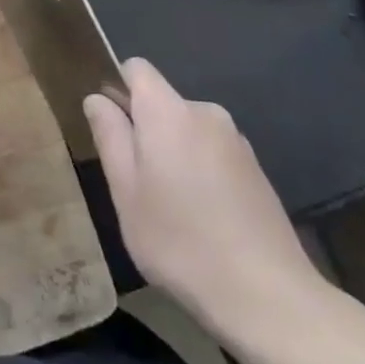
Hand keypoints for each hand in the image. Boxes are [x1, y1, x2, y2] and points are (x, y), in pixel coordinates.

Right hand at [85, 58, 330, 330]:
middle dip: (145, 131)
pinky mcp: (256, 168)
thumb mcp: (127, 192)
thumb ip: (110, 137)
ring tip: (170, 209)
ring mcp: (236, 140)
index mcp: (168, 111)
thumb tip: (97, 98)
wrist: (267, 295)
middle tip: (135, 185)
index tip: (110, 128)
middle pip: (162, 103)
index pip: (136, 68)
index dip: (116, 87)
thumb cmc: (180, 241)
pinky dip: (200, 172)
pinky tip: (203, 220)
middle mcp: (205, 112)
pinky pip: (213, 153)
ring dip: (173, 154)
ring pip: (187, 131)